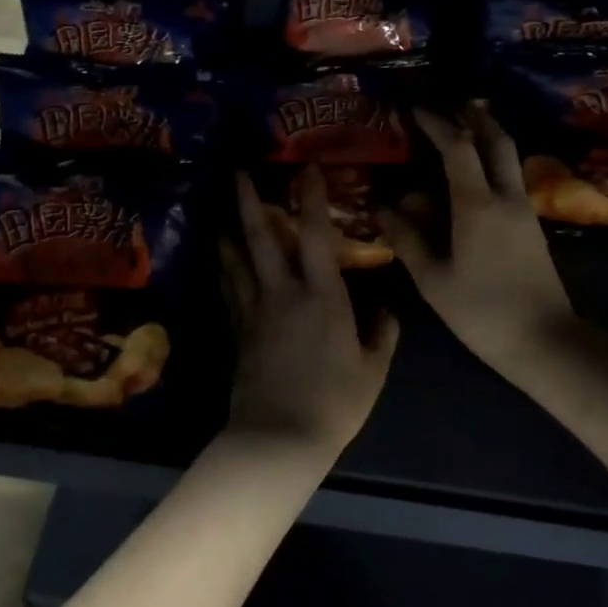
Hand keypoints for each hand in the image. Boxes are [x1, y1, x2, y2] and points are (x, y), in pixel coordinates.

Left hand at [220, 168, 399, 460]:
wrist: (279, 438)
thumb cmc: (334, 403)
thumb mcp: (372, 371)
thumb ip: (382, 335)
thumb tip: (387, 311)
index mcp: (323, 296)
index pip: (316, 235)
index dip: (312, 198)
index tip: (307, 169)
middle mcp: (284, 293)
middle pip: (262, 238)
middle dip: (250, 201)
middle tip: (239, 173)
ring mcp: (255, 312)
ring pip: (238, 261)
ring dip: (229, 233)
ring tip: (220, 212)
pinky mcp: (239, 332)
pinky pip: (230, 291)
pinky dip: (225, 271)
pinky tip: (220, 262)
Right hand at [382, 103, 576, 378]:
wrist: (545, 341)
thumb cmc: (481, 311)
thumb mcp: (434, 278)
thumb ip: (409, 238)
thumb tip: (386, 207)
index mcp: (477, 205)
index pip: (457, 148)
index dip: (436, 123)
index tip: (415, 109)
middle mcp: (505, 197)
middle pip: (496, 140)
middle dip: (474, 116)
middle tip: (451, 104)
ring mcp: (524, 210)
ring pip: (508, 157)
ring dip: (487, 135)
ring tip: (463, 129)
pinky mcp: (532, 225)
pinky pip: (510, 177)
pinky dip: (493, 161)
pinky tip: (476, 173)